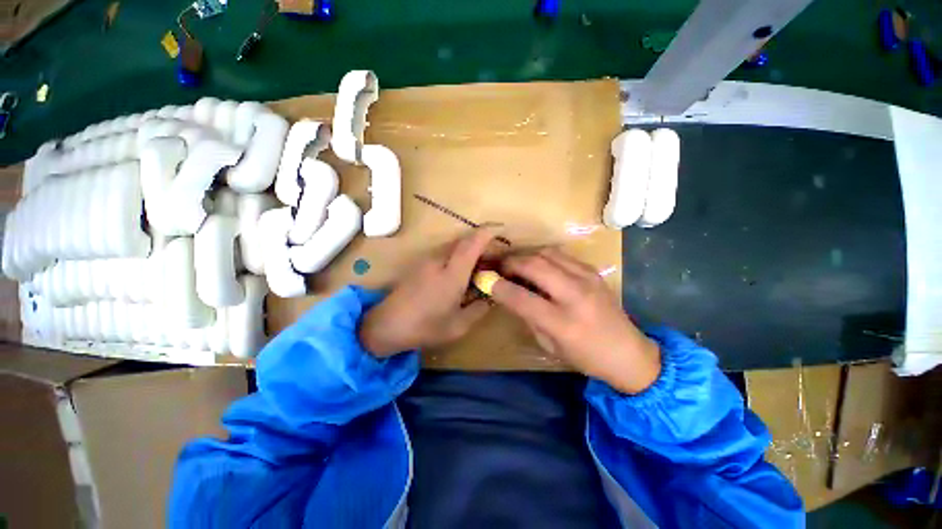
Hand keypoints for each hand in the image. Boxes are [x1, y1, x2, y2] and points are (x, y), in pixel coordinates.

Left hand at [359, 228, 498, 356]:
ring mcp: (428, 260)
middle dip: (483, 243)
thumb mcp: (459, 325)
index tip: (501, 228)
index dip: (488, 232)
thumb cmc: (424, 327)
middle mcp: (439, 260)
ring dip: (471, 249)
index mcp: (451, 274)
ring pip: (455, 246)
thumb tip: (491, 297)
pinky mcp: (421, 264)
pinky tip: (463, 273)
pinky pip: (446, 253)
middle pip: (465, 241)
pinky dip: (460, 256)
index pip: (472, 244)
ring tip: (483, 266)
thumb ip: (479, 308)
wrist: (386, 325)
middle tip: (497, 256)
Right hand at [490, 247, 660, 393]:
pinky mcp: (593, 271)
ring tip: (515, 264)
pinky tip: (538, 265)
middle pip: (534, 266)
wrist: (628, 352)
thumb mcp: (549, 345)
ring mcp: (587, 278)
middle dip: (510, 263)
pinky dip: (543, 256)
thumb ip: (527, 316)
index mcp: (563, 323)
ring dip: (525, 256)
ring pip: (547, 253)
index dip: (499, 286)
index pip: (522, 298)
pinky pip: (561, 255)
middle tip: (498, 267)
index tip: (485, 280)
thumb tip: (508, 292)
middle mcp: (576, 295)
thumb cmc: (585, 356)